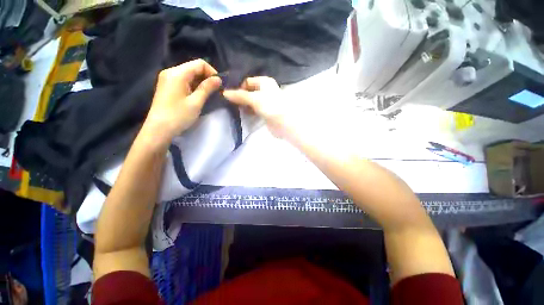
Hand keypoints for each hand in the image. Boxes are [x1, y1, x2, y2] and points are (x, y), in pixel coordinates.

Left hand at [142, 59, 221, 145]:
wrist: (158, 129)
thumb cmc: (178, 116)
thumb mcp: (196, 102)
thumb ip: (207, 88)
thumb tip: (218, 79)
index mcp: (177, 73)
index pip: (199, 64)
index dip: (212, 72)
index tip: (219, 85)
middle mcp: (171, 71)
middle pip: (193, 67)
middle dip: (207, 78)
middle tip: (215, 91)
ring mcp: (167, 78)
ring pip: (189, 74)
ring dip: (200, 82)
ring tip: (208, 95)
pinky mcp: (167, 86)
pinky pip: (183, 80)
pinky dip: (193, 85)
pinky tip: (197, 96)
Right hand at [223, 77, 296, 140]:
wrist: (284, 122)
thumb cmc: (270, 106)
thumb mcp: (254, 99)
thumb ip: (239, 96)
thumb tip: (224, 93)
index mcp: (264, 82)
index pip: (247, 81)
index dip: (239, 88)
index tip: (231, 96)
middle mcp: (265, 90)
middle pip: (249, 91)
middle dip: (241, 97)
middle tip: (232, 103)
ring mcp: (266, 101)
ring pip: (252, 101)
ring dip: (245, 105)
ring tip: (237, 109)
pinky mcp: (266, 111)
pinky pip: (255, 109)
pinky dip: (250, 111)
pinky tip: (245, 114)